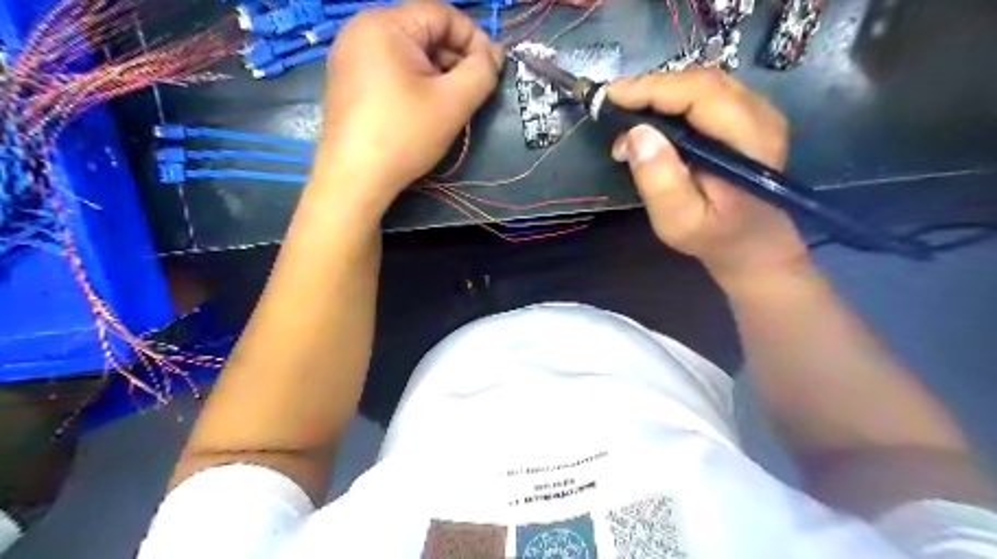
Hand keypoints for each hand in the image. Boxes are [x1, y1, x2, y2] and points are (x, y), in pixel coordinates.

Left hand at [311, 0, 501, 213]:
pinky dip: (416, 83)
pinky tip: (425, 110)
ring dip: (439, 74)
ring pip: (410, 53)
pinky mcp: (348, 81)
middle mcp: (362, 29)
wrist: (355, 178)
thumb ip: (482, 72)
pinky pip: (392, 69)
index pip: (444, 14)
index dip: (475, 39)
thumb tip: (494, 55)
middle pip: (425, 32)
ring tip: (452, 105)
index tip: (493, 71)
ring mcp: (351, 56)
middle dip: (456, 60)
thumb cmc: (405, 136)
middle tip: (474, 93)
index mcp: (385, 23)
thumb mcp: (453, 102)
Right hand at [608, 70, 807, 288]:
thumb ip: (660, 181)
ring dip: (661, 93)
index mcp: (749, 141)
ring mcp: (758, 113)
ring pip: (703, 83)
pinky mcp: (747, 118)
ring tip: (627, 112)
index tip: (611, 96)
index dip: (653, 89)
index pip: (700, 94)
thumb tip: (635, 134)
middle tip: (613, 104)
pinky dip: (673, 101)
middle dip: (653, 88)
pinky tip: (651, 118)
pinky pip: (706, 95)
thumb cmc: (713, 236)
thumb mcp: (679, 221)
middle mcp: (761, 116)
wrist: (752, 243)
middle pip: (702, 81)